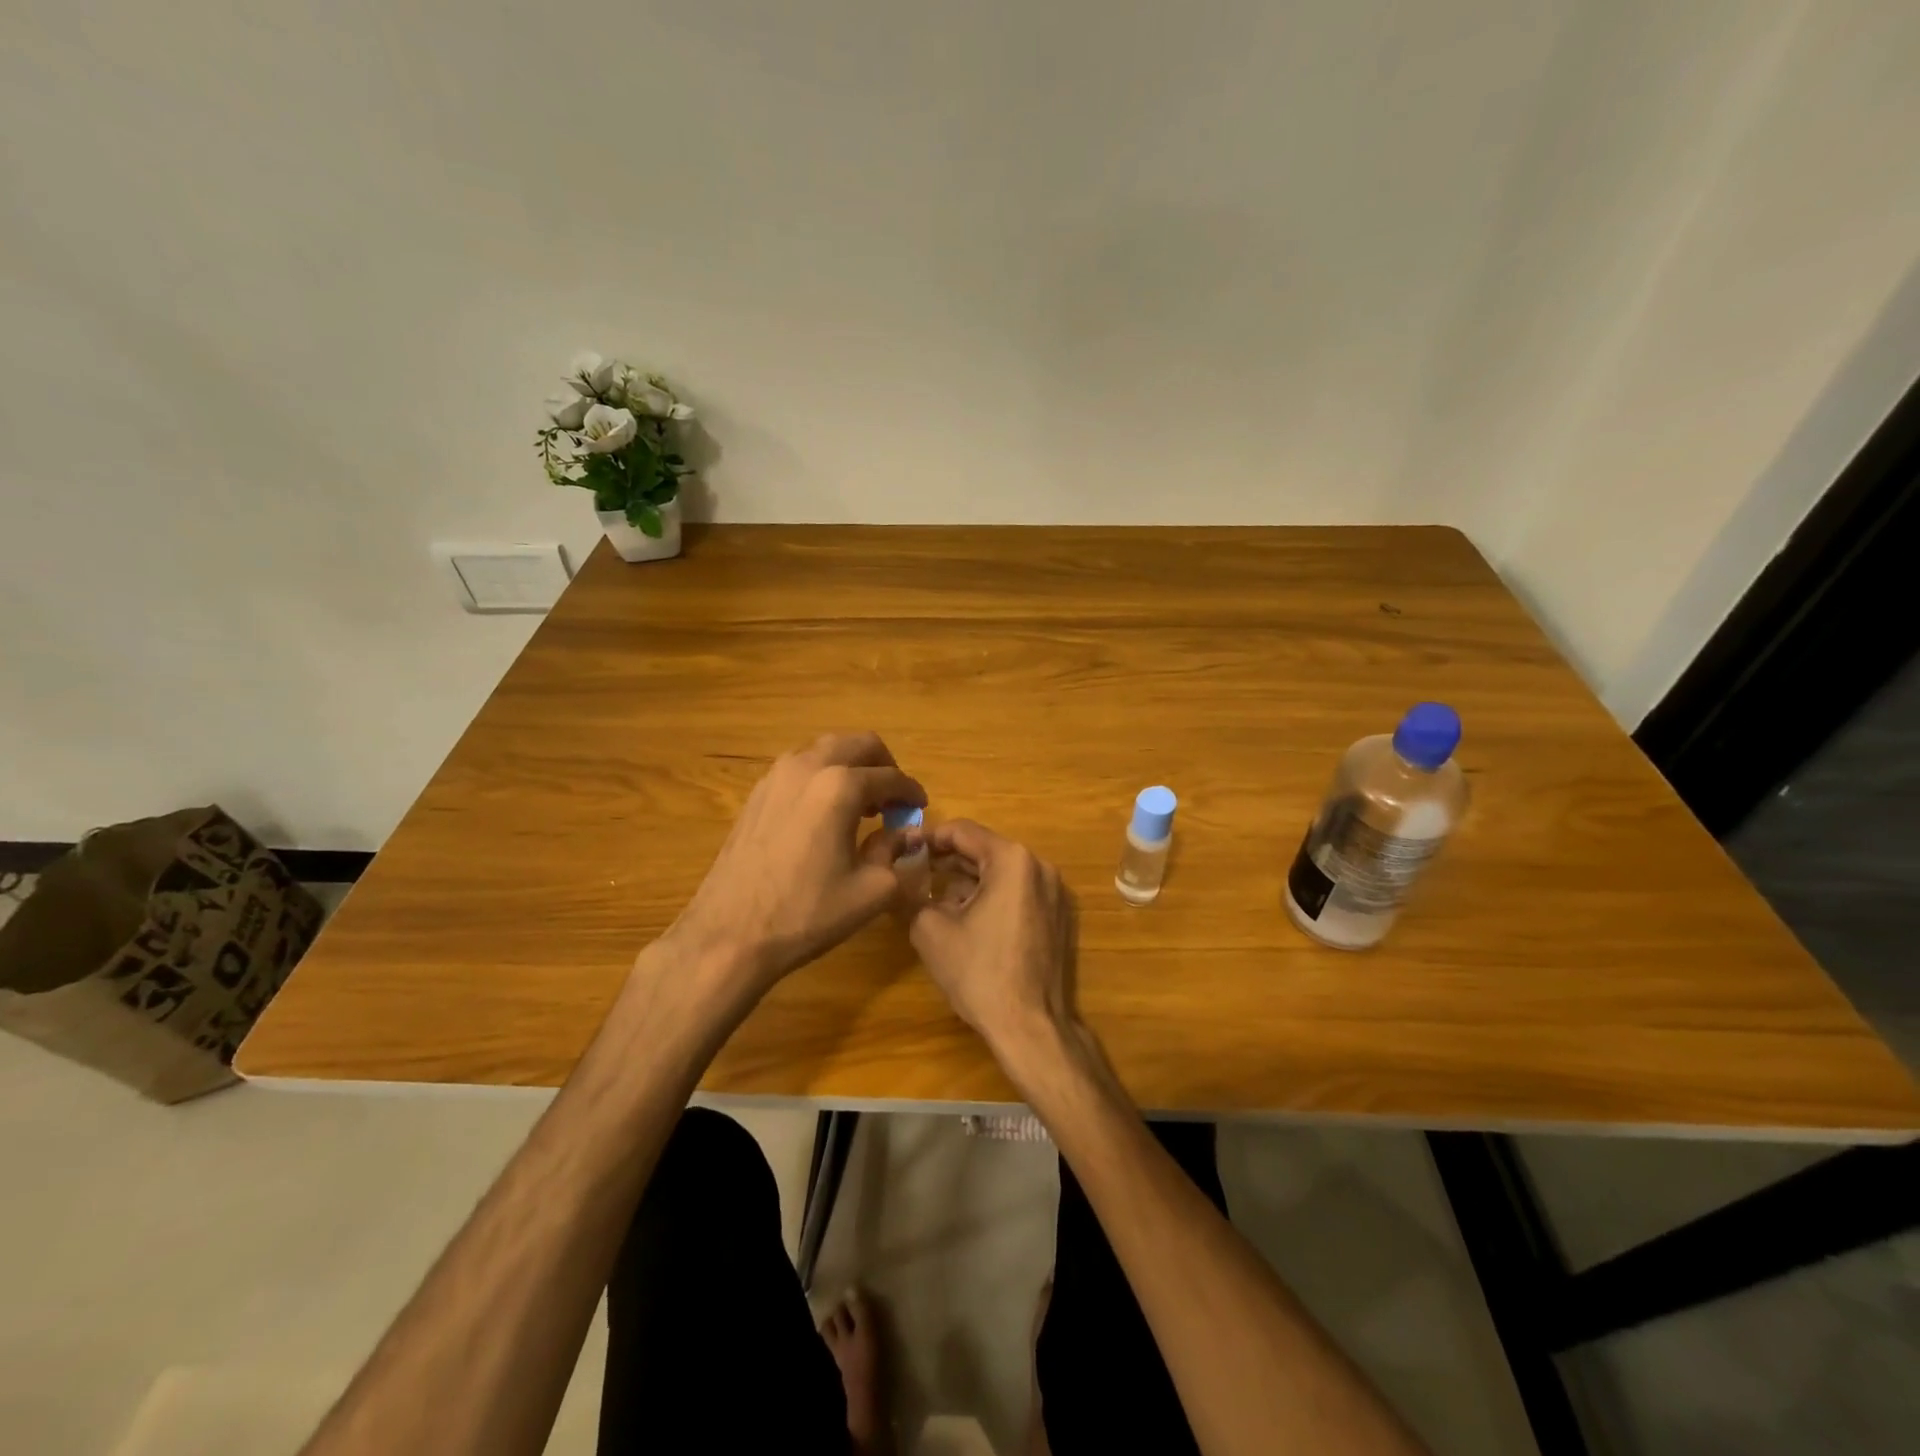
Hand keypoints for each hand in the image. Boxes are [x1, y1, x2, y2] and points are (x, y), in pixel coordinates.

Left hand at [666, 732, 925, 995]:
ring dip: (851, 767)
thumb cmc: (806, 913)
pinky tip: (825, 814)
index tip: (920, 807)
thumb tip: (906, 835)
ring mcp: (775, 777)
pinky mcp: (756, 794)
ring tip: (861, 805)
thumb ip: (895, 853)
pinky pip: (799, 767)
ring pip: (825, 750)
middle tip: (893, 799)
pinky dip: (822, 777)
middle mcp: (808, 767)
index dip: (911, 792)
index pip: (890, 777)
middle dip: (883, 766)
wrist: (729, 935)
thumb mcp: (871, 891)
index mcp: (840, 786)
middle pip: (858, 744)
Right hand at [905, 820, 1079, 1063]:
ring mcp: (1054, 892)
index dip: (929, 838)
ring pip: (1001, 872)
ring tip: (935, 898)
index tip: (904, 849)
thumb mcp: (930, 929)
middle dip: (948, 860)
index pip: (963, 831)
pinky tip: (966, 918)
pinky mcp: (1058, 916)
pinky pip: (1018, 892)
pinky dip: (991, 896)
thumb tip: (900, 880)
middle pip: (984, 850)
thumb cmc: (979, 972)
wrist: (1031, 1026)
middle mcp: (1039, 866)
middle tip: (914, 873)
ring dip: (968, 880)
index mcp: (1012, 860)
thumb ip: (912, 894)